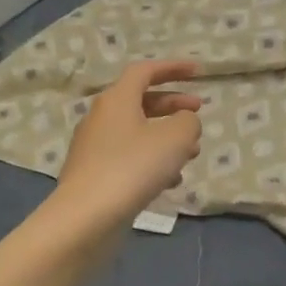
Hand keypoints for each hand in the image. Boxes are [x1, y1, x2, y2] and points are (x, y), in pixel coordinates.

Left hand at [53, 60, 203, 229]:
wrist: (86, 217)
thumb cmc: (133, 167)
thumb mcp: (175, 138)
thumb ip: (188, 121)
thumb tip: (184, 122)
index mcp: (117, 99)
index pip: (145, 71)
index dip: (173, 68)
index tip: (199, 72)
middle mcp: (102, 117)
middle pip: (141, 101)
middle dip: (173, 105)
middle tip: (198, 111)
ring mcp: (95, 147)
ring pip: (137, 132)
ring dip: (167, 137)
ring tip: (192, 153)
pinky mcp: (94, 174)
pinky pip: (129, 157)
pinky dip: (152, 161)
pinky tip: (171, 181)